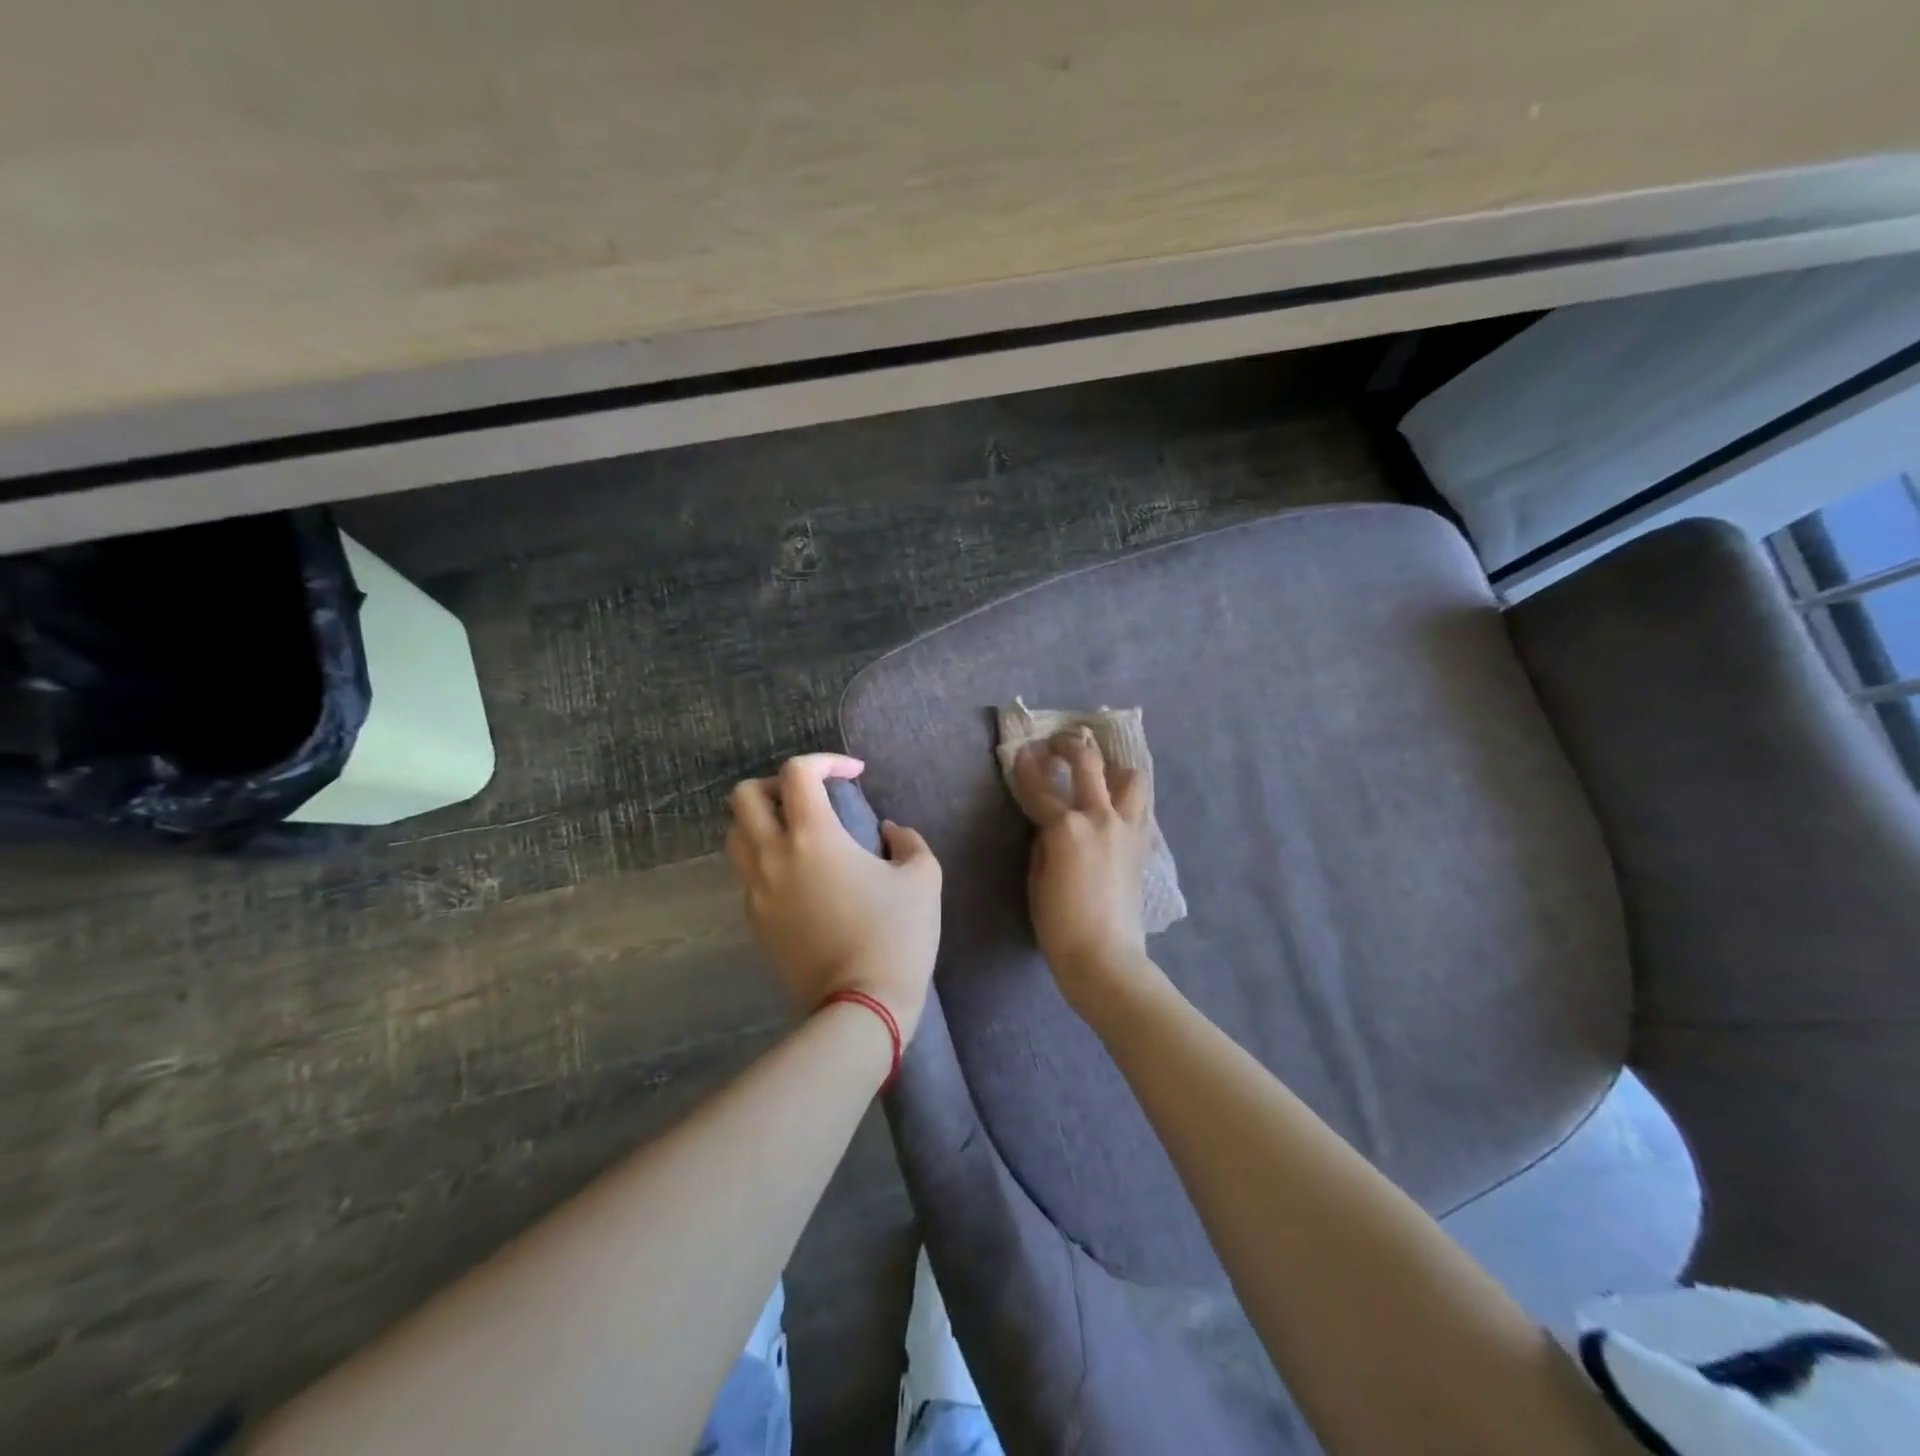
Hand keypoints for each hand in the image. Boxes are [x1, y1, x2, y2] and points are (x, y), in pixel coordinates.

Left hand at [727, 754, 942, 1038]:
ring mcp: (756, 891)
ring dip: (762, 821)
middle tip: (812, 799)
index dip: (826, 760)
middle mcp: (773, 856)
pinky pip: (746, 873)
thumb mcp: (922, 879)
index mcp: (813, 837)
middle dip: (777, 785)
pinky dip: (766, 858)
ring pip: (736, 835)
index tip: (854, 775)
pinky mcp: (754, 921)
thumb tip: (888, 832)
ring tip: (800, 834)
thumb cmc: (896, 936)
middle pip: (745, 796)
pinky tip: (800, 877)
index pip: (797, 773)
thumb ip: (907, 841)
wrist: (860, 1007)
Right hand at [1009, 730, 1157, 1007]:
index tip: (1021, 751)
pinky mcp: (1142, 843)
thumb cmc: (1058, 923)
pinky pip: (1139, 805)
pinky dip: (1126, 796)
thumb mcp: (1037, 877)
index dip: (1026, 765)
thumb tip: (1050, 822)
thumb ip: (1043, 841)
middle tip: (1057, 743)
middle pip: (1088, 762)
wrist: (1105, 956)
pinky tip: (1113, 804)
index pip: (1039, 785)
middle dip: (1069, 745)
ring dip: (1112, 766)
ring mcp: (1127, 827)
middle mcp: (1100, 816)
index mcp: (1066, 826)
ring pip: (1130, 776)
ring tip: (1098, 771)